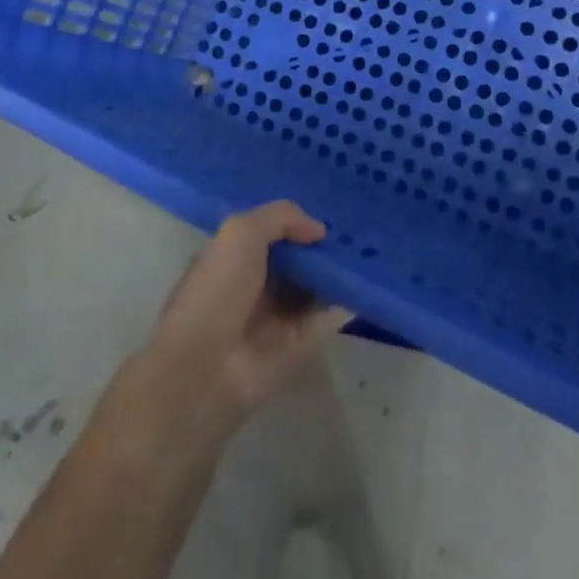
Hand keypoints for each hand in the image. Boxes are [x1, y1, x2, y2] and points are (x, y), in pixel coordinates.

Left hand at [136, 202, 350, 425]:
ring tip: (372, 249)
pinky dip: (347, 301)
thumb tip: (318, 229)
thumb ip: (281, 217)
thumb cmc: (217, 289)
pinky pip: (327, 317)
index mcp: (235, 256)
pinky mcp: (298, 345)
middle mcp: (257, 284)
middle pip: (297, 259)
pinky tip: (369, 281)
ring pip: (315, 286)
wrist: (205, 367)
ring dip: (338, 271)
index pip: (272, 232)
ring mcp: (278, 316)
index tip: (330, 210)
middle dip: (323, 246)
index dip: (298, 222)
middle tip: (360, 228)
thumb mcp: (241, 232)